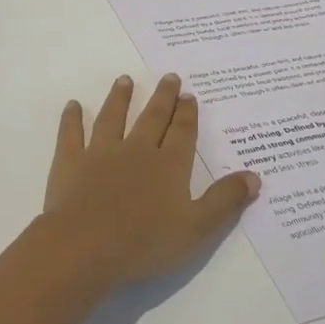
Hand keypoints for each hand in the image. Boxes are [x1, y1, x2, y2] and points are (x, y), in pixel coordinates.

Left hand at [42, 73, 259, 290]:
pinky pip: (71, 134)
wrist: (85, 247)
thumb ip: (225, 200)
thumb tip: (254, 176)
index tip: (189, 95)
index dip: (187, 113)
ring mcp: (101, 153)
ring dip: (120, 98)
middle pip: (152, 118)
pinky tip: (72, 105)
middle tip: (169, 77)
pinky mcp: (70, 162)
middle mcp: (137, 150)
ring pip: (113, 117)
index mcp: (169, 165)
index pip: (182, 132)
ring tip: (125, 80)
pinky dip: (71, 118)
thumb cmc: (144, 243)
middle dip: (162, 97)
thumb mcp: (197, 228)